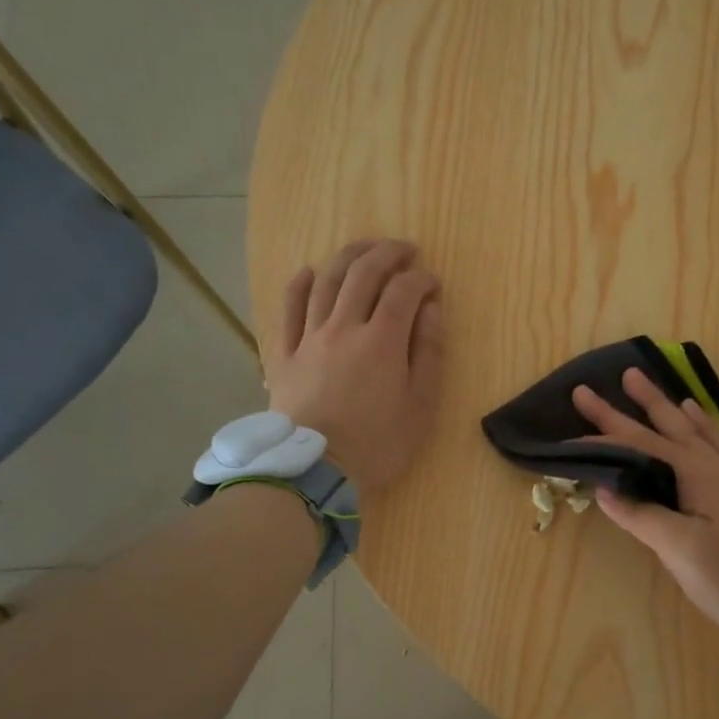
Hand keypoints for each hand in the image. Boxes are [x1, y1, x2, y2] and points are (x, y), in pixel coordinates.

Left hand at [268, 240, 444, 490]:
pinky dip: (299, 284)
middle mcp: (344, 327)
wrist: (314, 471)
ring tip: (365, 247)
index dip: (421, 280)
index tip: (433, 284)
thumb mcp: (420, 406)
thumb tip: (432, 309)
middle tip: (404, 249)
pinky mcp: (285, 354)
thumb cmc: (377, 444)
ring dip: (348, 256)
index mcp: (382, 341)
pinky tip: (309, 270)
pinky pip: (289, 309)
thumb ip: (429, 353)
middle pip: (363, 274)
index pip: (404, 291)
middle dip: (387, 253)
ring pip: (326, 282)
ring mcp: (309, 338)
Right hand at [573, 369, 718, 638]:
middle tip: (612, 378)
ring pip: (694, 429)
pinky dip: (706, 425)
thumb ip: (641, 515)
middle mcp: (713, 465)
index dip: (603, 437)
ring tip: (649, 384)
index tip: (570, 430)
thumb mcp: (680, 551)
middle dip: (635, 403)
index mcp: (694, 475)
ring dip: (668, 406)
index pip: (638, 446)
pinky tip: (701, 418)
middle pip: (666, 426)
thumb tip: (604, 488)